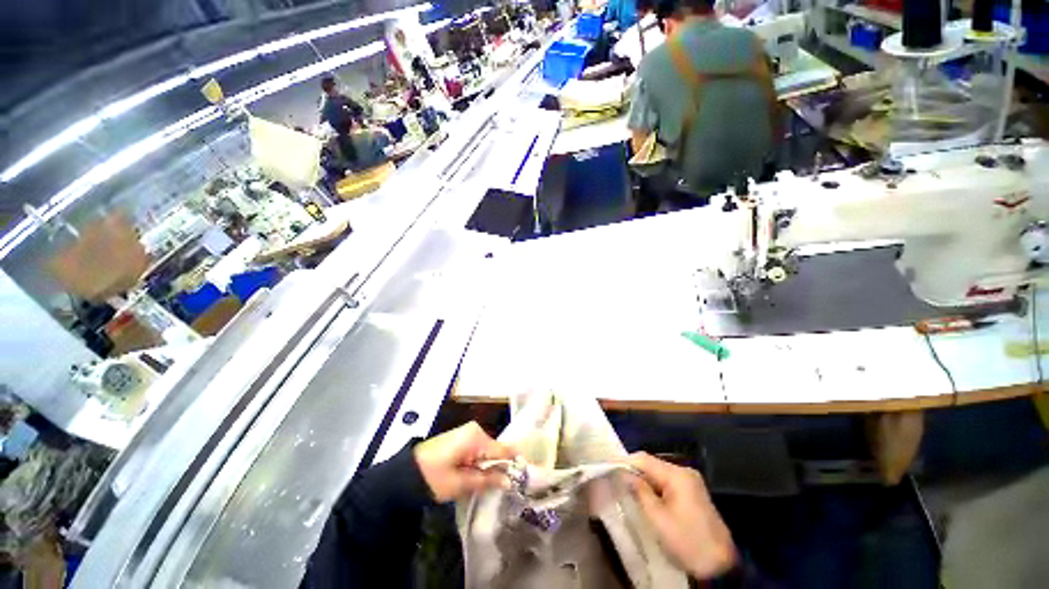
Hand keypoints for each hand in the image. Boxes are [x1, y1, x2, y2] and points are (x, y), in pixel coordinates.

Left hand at [414, 422, 515, 502]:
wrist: (405, 473)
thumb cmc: (433, 477)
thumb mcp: (461, 483)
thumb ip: (487, 479)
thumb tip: (511, 481)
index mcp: (476, 437)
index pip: (504, 450)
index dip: (514, 465)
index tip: (524, 479)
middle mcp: (475, 430)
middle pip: (496, 451)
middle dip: (499, 468)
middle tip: (500, 488)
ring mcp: (469, 432)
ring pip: (488, 452)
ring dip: (488, 467)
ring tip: (486, 485)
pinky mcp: (463, 438)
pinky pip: (479, 450)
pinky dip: (479, 463)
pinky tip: (475, 476)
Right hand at [626, 452, 736, 579]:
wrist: (721, 565)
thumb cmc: (687, 542)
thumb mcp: (658, 519)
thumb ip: (640, 491)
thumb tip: (624, 474)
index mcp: (677, 475)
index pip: (644, 459)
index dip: (624, 461)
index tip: (608, 466)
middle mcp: (684, 472)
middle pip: (652, 464)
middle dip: (633, 470)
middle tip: (615, 477)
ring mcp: (690, 481)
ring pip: (659, 473)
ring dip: (643, 479)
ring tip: (626, 486)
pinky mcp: (692, 492)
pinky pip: (667, 482)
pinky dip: (654, 486)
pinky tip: (645, 495)